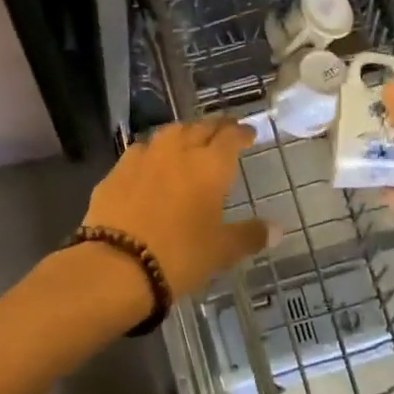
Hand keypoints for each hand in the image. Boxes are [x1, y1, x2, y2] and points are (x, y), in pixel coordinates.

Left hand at [82, 119, 269, 300]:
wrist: (116, 265)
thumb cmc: (180, 256)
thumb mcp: (221, 251)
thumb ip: (250, 235)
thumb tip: (277, 229)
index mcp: (210, 166)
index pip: (230, 137)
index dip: (241, 132)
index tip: (248, 133)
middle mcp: (178, 151)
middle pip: (200, 127)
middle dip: (215, 127)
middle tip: (223, 132)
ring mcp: (144, 157)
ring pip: (169, 133)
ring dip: (184, 133)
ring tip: (189, 141)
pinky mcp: (117, 171)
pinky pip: (141, 150)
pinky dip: (153, 152)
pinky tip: (152, 163)